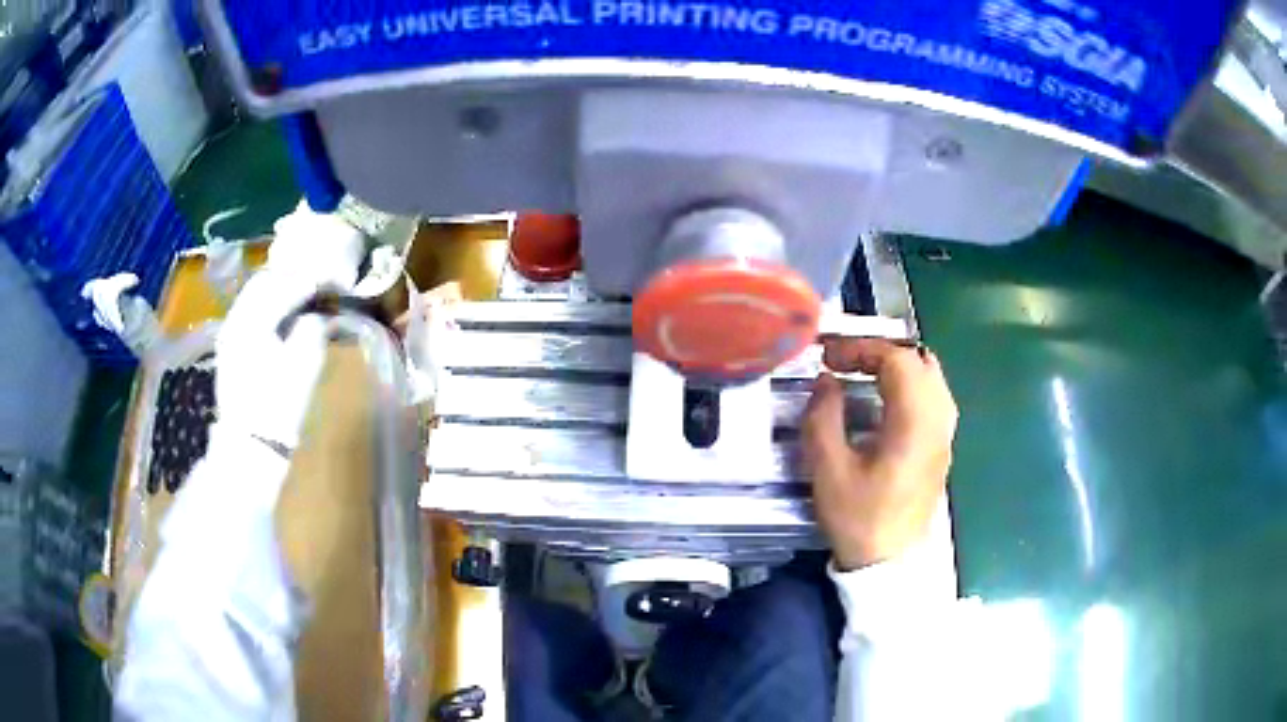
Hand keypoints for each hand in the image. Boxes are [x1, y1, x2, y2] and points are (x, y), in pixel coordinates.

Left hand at [214, 270, 333, 450]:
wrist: (250, 446)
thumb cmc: (279, 406)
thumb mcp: (304, 365)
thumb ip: (313, 329)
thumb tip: (320, 314)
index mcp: (253, 320)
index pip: (286, 285)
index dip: (313, 280)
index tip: (335, 281)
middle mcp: (236, 319)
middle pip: (265, 282)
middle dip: (292, 279)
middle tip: (318, 286)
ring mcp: (229, 334)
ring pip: (254, 296)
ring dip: (279, 291)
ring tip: (302, 299)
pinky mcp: (229, 349)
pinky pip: (249, 313)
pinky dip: (268, 307)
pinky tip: (283, 318)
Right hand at [801, 338, 957, 570]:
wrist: (888, 562)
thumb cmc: (858, 518)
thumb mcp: (828, 469)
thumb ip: (823, 417)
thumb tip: (826, 381)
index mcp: (914, 422)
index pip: (898, 359)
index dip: (861, 348)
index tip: (829, 357)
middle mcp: (938, 420)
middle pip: (920, 361)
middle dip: (881, 352)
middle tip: (846, 361)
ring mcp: (945, 434)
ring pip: (931, 377)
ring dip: (898, 367)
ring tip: (864, 375)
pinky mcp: (943, 447)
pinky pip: (935, 397)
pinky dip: (910, 385)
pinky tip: (886, 401)